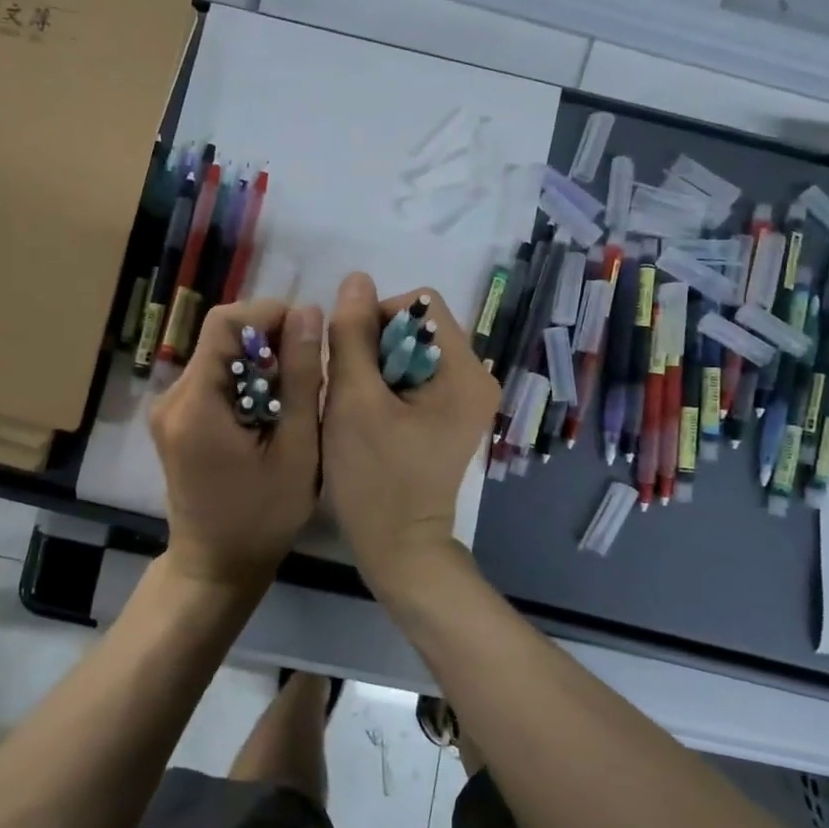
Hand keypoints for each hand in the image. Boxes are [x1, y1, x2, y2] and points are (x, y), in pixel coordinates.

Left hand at [150, 298, 324, 591]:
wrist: (215, 566)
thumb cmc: (262, 517)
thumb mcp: (297, 449)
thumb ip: (302, 378)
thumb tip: (308, 311)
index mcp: (195, 403)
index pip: (225, 323)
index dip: (269, 314)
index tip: (308, 336)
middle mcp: (171, 397)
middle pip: (220, 337)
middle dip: (269, 340)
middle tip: (308, 371)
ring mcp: (168, 408)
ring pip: (219, 356)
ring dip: (259, 362)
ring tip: (295, 394)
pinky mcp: (175, 419)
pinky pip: (213, 379)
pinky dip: (245, 381)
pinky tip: (271, 410)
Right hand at [322, 274, 499, 587]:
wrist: (399, 548)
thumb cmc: (375, 478)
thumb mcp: (354, 401)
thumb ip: (353, 335)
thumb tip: (356, 278)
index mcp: (465, 370)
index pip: (419, 305)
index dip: (376, 320)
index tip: (351, 362)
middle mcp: (477, 376)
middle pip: (417, 327)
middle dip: (375, 346)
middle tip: (352, 390)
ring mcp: (467, 398)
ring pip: (412, 351)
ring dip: (377, 366)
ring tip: (360, 406)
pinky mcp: (453, 415)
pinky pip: (416, 376)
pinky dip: (388, 385)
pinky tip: (372, 416)